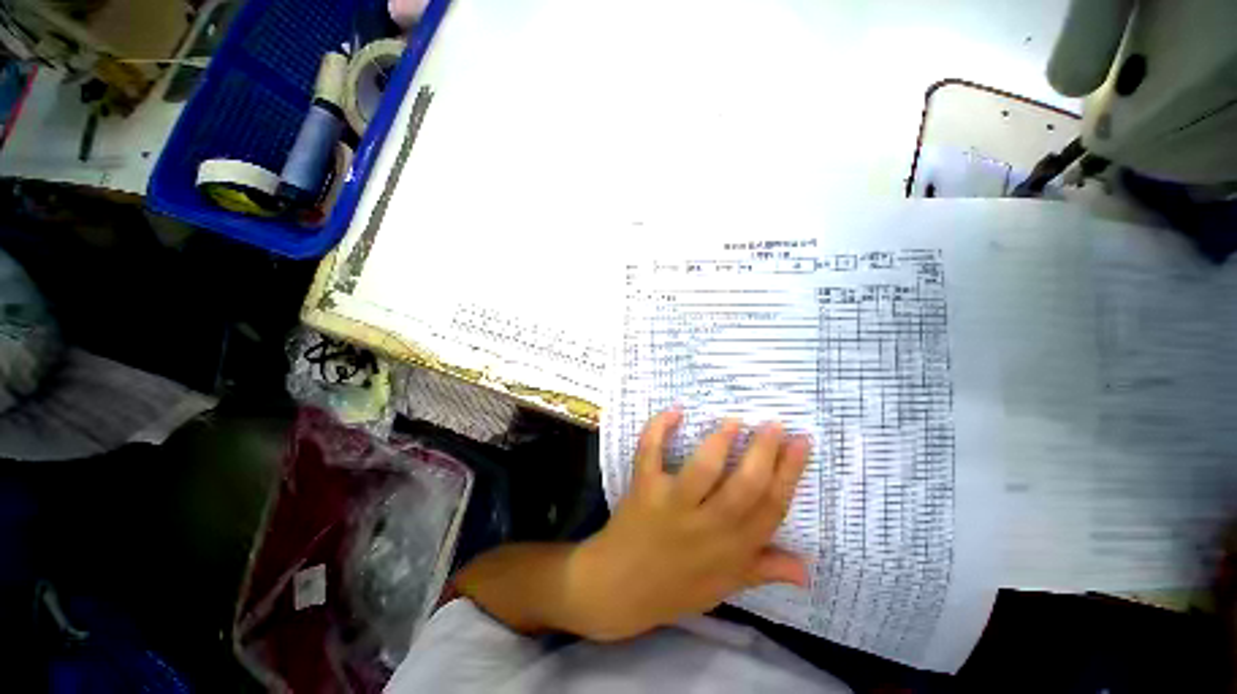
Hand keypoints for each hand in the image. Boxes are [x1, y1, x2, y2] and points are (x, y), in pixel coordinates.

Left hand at [567, 409, 810, 640]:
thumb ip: (763, 569)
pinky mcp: (643, 490)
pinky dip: (658, 430)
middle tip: (774, 424)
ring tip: (734, 421)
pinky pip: (650, 455)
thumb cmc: (674, 589)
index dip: (790, 473)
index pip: (771, 508)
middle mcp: (706, 527)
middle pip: (744, 486)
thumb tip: (807, 567)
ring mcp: (672, 506)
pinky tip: (674, 412)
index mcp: (732, 550)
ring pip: (702, 470)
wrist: (617, 590)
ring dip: (719, 442)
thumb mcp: (724, 586)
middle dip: (764, 452)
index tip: (801, 442)